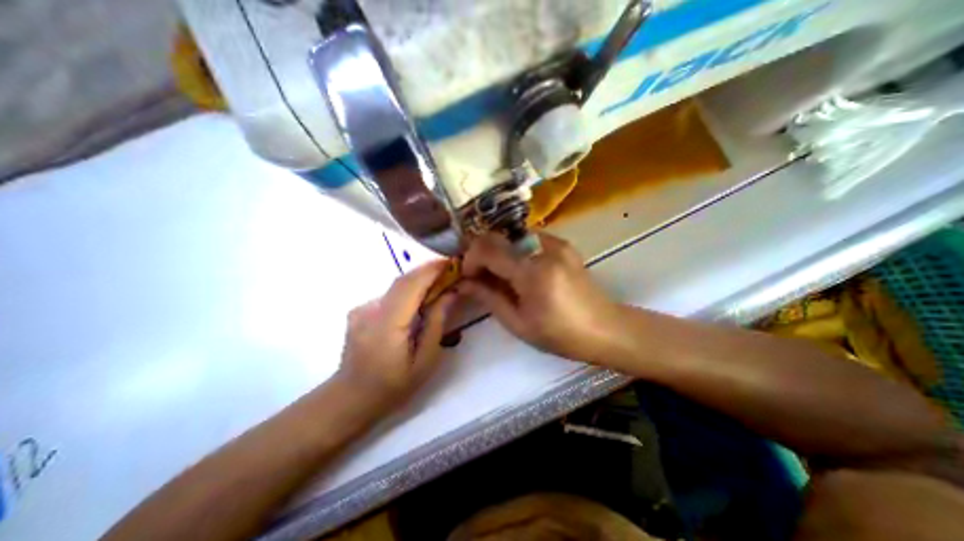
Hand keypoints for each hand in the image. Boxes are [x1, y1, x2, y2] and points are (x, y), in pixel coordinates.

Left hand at [337, 261, 457, 406]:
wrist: (351, 398)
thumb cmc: (393, 386)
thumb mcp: (425, 361)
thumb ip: (437, 323)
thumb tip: (450, 294)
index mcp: (387, 325)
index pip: (411, 286)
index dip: (432, 270)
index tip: (453, 262)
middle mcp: (371, 310)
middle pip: (403, 280)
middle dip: (429, 271)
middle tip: (451, 271)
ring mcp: (362, 309)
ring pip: (396, 286)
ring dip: (419, 281)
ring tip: (439, 284)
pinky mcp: (360, 311)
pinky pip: (389, 294)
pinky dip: (407, 292)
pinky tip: (418, 302)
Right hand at [461, 232, 625, 363]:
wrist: (605, 328)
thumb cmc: (560, 334)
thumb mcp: (518, 323)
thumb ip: (488, 297)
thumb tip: (463, 283)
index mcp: (532, 273)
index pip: (488, 249)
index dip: (470, 259)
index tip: (469, 276)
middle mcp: (544, 248)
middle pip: (498, 236)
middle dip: (481, 253)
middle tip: (481, 275)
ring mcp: (556, 242)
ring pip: (511, 235)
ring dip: (498, 251)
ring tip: (500, 275)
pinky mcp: (563, 244)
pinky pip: (528, 238)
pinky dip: (515, 250)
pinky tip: (520, 270)